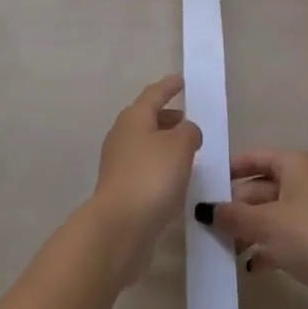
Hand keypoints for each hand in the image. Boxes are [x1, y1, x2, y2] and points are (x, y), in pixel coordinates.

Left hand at [89, 75, 201, 282]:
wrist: (120, 228)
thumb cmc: (151, 177)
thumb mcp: (180, 146)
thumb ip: (189, 132)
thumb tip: (186, 131)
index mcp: (134, 118)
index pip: (153, 94)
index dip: (168, 87)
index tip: (180, 80)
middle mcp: (122, 135)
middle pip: (147, 119)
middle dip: (167, 118)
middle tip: (187, 120)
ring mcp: (118, 164)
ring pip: (146, 145)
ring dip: (165, 145)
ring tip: (187, 152)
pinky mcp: (121, 190)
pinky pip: (145, 169)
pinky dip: (160, 168)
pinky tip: (175, 181)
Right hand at [208, 150, 307, 308]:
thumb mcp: (265, 223)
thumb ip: (233, 216)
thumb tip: (204, 210)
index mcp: (293, 165)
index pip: (254, 158)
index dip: (230, 169)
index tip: (207, 185)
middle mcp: (303, 182)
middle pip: (261, 188)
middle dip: (236, 207)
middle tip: (208, 224)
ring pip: (271, 216)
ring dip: (249, 230)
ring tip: (224, 248)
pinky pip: (284, 238)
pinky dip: (267, 249)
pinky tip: (250, 266)